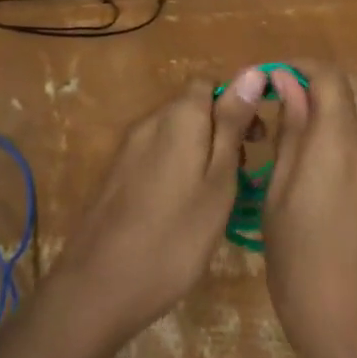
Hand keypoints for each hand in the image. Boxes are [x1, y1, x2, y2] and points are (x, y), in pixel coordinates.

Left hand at [49, 71, 267, 341]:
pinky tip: (185, 208)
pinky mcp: (116, 175)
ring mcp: (128, 149)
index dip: (237, 102)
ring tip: (219, 196)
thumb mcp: (218, 180)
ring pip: (175, 134)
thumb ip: (232, 124)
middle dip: (222, 129)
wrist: (99, 286)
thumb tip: (253, 72)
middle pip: (192, 107)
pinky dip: (178, 168)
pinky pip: (156, 155)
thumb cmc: (175, 235)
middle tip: (243, 173)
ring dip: (202, 151)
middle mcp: (150, 121)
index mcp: (178, 116)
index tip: (257, 138)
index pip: (210, 83)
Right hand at [262, 63, 356, 357]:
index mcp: (340, 140)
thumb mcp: (279, 195)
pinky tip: (327, 164)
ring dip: (337, 108)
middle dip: (318, 84)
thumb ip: (290, 133)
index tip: (272, 79)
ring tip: (302, 132)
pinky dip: (352, 132)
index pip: (329, 76)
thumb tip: (287, 84)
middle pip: (353, 89)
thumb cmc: (302, 264)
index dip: (299, 67)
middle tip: (283, 103)